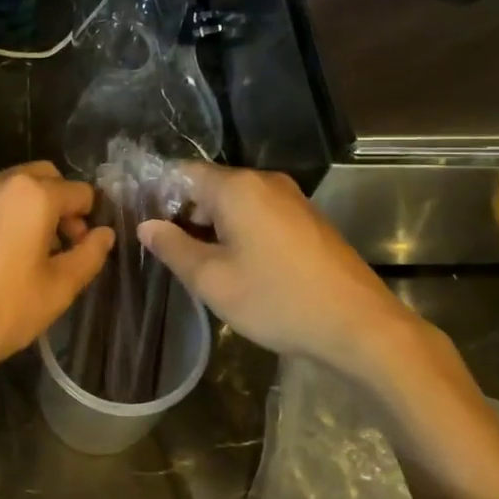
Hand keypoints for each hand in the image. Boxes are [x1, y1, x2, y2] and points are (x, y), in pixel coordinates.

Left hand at [0, 161, 114, 379]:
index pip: (80, 193)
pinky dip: (5, 216)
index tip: (85, 251)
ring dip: (33, 209)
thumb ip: (88, 256)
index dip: (90, 220)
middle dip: (62, 205)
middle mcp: (0, 182)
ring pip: (15, 188)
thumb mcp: (57, 290)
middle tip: (63, 247)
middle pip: (46, 178)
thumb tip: (104, 234)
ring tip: (32, 255)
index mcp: (32, 194)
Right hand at [137, 163, 420, 372]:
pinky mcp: (307, 220)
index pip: (182, 173)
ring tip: (198, 265)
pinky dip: (239, 232)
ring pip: (235, 203)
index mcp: (238, 188)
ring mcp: (291, 200)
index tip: (140, 222)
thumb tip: (146, 226)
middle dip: (184, 214)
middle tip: (167, 252)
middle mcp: (265, 182)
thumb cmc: (276, 300)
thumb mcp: (212, 280)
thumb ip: (173, 248)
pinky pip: (259, 215)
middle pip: (210, 187)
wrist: (358, 326)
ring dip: (212, 227)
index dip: (157, 195)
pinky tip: (236, 267)